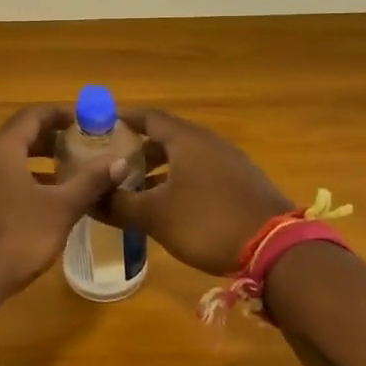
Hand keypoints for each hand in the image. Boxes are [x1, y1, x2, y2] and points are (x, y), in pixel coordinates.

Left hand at [0, 105, 128, 300]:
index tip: (83, 120)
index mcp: (1, 150)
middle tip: (78, 147)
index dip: (58, 113)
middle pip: (16, 137)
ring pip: (4, 161)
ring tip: (62, 175)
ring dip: (33, 162)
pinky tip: (35, 204)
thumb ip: (90, 182)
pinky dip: (17, 181)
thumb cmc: (14, 239)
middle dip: (48, 139)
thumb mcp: (60, 210)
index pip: (31, 116)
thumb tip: (118, 161)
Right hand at [103, 109, 291, 274]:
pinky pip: (202, 171)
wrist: (276, 248)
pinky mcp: (242, 183)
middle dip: (138, 147)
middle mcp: (209, 142)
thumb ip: (120, 205)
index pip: (149, 117)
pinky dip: (180, 179)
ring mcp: (230, 162)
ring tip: (135, 186)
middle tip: (112, 160)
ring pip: (185, 156)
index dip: (123, 118)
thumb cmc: (208, 222)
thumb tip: (89, 199)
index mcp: (186, 140)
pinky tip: (170, 204)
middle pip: (167, 135)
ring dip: (159, 166)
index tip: (99, 124)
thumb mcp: (156, 216)